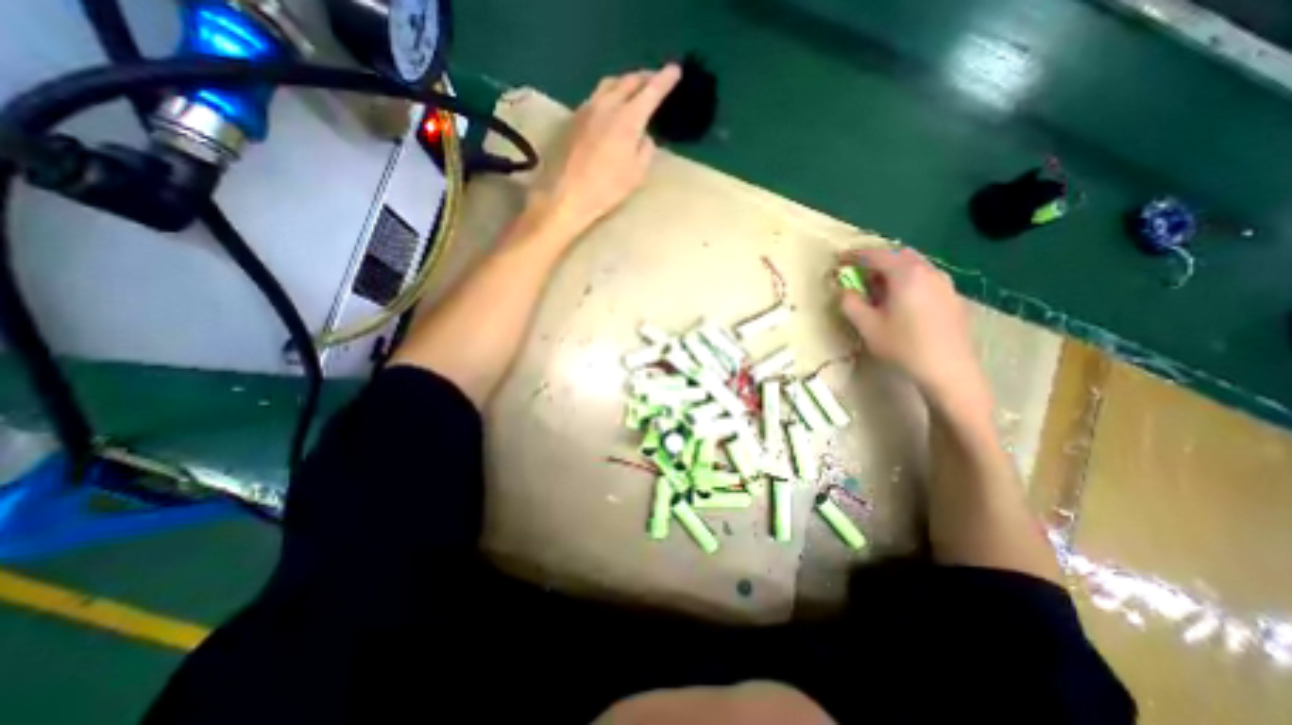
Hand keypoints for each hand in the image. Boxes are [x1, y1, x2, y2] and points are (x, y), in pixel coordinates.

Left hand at [528, 62, 683, 237]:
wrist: (566, 195)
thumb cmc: (607, 189)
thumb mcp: (637, 174)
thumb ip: (645, 149)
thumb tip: (644, 136)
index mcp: (628, 118)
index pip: (651, 90)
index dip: (665, 79)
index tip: (675, 70)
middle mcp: (607, 105)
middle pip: (628, 80)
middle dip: (645, 76)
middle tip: (656, 78)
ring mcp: (587, 109)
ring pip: (609, 84)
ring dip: (625, 82)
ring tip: (633, 88)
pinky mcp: (573, 119)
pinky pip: (595, 96)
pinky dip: (609, 94)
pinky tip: (610, 105)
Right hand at [838, 247, 990, 405]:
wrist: (949, 370)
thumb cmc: (903, 346)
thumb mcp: (867, 326)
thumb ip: (850, 303)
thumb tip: (844, 289)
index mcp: (905, 274)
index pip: (875, 255)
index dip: (853, 255)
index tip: (839, 260)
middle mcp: (928, 271)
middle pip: (898, 255)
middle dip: (876, 262)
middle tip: (861, 278)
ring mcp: (945, 284)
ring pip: (915, 266)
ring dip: (894, 271)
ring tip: (881, 292)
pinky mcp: (953, 297)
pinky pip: (926, 279)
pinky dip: (909, 282)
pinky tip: (904, 304)